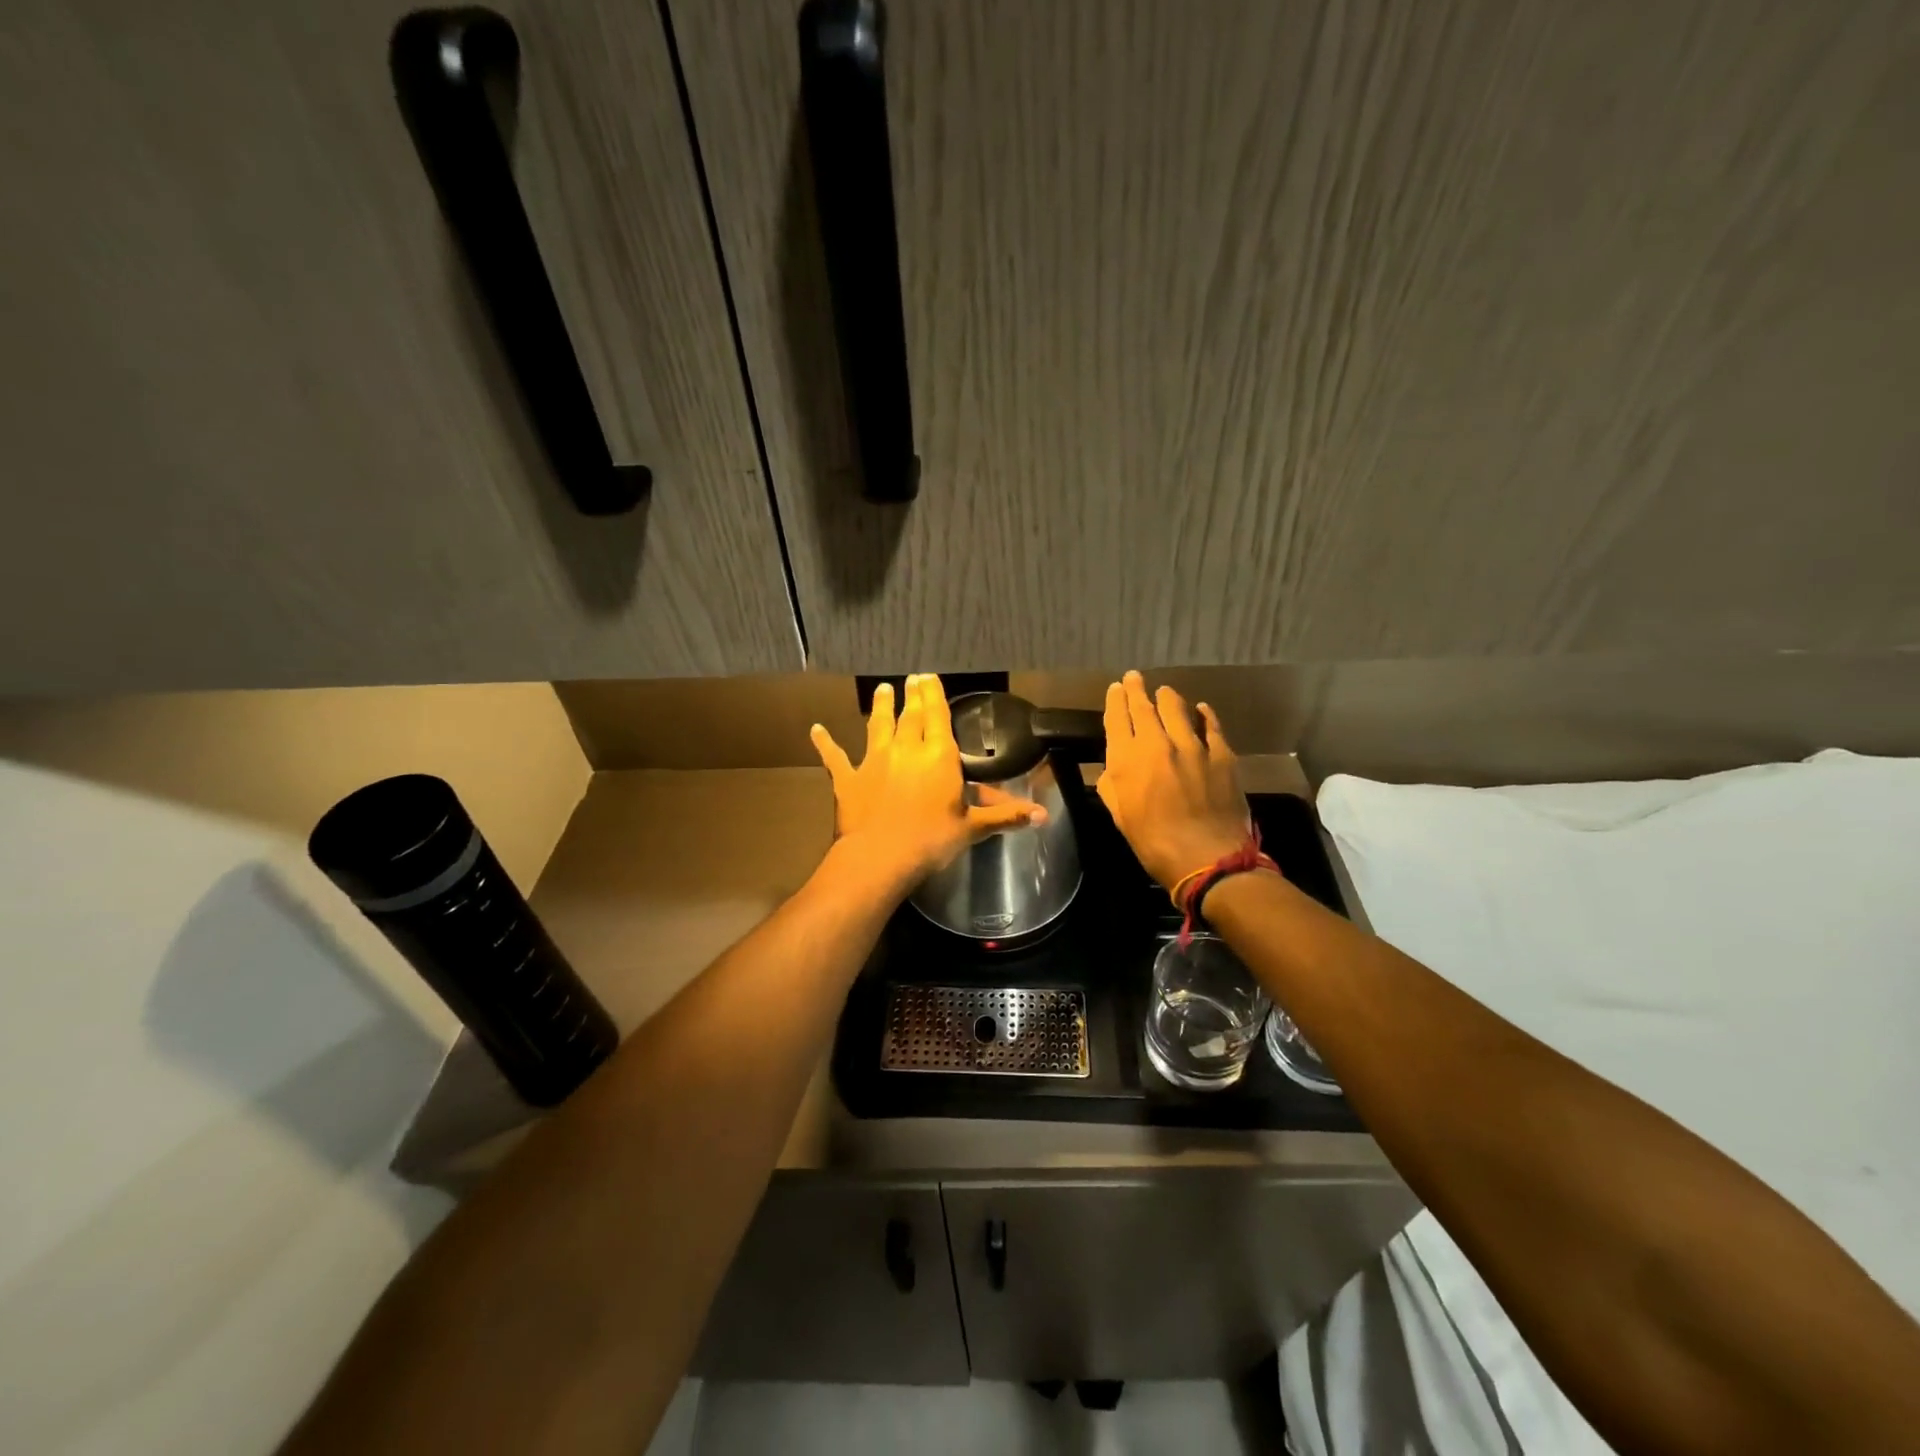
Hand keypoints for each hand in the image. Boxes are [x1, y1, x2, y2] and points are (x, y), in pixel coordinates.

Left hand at [811, 674, 1047, 886]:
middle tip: (911, 678)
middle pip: (910, 715)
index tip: (928, 676)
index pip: (937, 716)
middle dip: (912, 695)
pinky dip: (825, 743)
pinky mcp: (848, 779)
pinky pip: (835, 757)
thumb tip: (1043, 816)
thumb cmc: (931, 841)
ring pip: (877, 726)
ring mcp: (874, 761)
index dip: (933, 694)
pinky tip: (816, 730)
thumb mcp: (972, 829)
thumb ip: (1005, 817)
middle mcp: (905, 749)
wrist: (879, 858)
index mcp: (938, 757)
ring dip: (880, 707)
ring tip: (881, 689)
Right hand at [1097, 670, 1250, 891]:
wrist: (1206, 858)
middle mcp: (1157, 744)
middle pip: (1144, 708)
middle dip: (1137, 690)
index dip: (1115, 701)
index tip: (1116, 688)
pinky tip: (1201, 709)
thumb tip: (1114, 768)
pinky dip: (1204, 715)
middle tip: (1134, 677)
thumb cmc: (1153, 843)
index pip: (1117, 719)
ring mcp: (1192, 747)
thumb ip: (1112, 786)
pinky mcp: (1222, 755)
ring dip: (1168, 698)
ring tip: (1165, 691)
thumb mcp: (1120, 816)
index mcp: (1127, 760)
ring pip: (1177, 710)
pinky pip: (1212, 726)